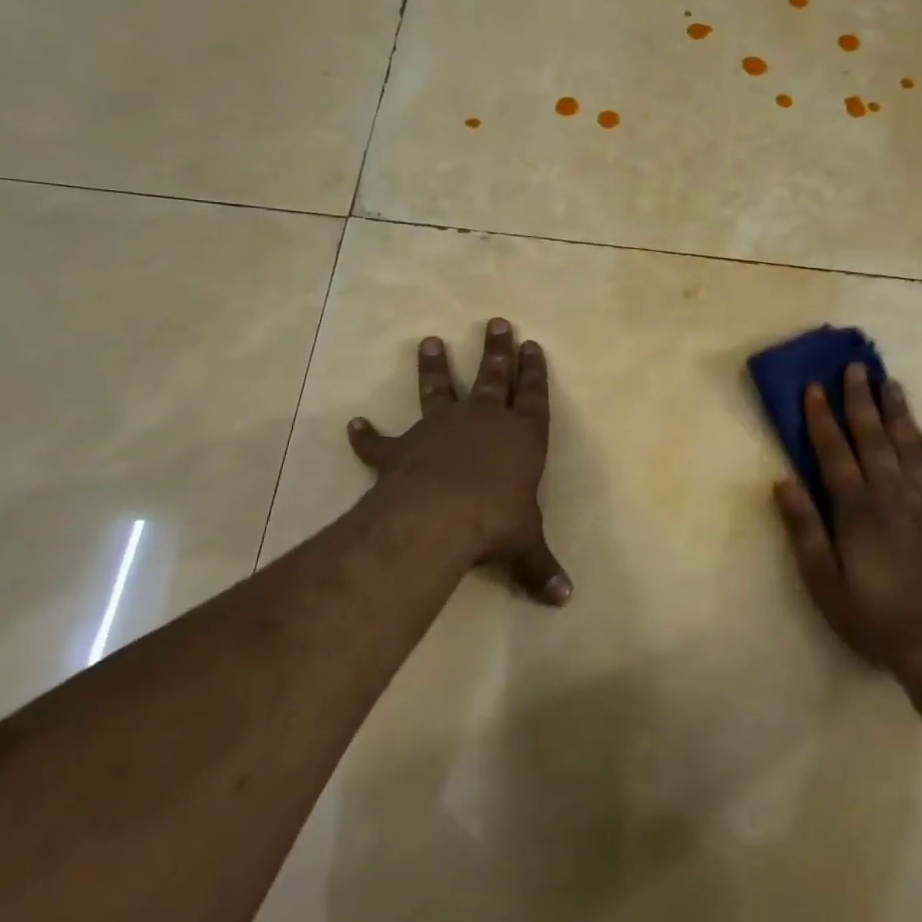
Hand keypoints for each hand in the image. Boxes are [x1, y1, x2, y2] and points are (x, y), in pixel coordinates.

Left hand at [348, 319, 571, 605]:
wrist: (441, 515)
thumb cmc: (497, 521)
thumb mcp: (526, 544)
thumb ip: (541, 567)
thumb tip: (566, 599)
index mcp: (521, 436)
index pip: (532, 395)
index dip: (534, 371)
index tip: (532, 344)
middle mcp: (483, 421)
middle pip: (492, 377)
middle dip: (496, 351)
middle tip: (497, 322)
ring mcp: (441, 428)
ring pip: (439, 389)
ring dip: (434, 367)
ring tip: (428, 341)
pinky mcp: (404, 447)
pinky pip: (382, 439)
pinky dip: (368, 433)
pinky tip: (355, 424)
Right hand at [774, 363, 921, 676]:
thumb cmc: (874, 618)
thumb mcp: (823, 582)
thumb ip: (804, 529)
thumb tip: (783, 481)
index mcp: (856, 509)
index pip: (833, 453)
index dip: (821, 418)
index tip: (814, 387)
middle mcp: (892, 495)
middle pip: (873, 439)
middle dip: (860, 401)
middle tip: (856, 367)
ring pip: (912, 448)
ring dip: (900, 414)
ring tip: (892, 384)